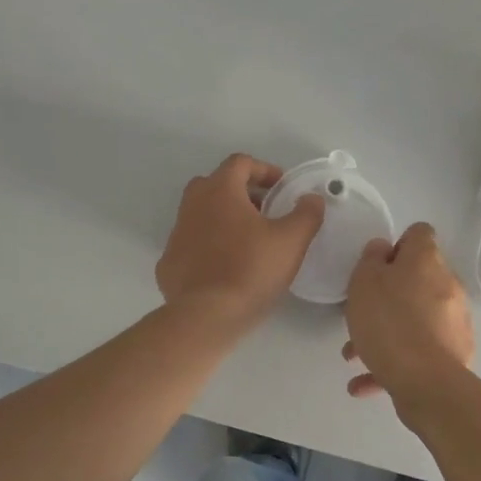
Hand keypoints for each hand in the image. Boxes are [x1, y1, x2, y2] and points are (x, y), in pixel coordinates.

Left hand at [156, 154, 324, 334]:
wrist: (206, 317)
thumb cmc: (251, 269)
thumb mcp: (292, 240)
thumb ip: (306, 213)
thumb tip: (312, 198)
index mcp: (220, 190)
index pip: (240, 163)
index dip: (264, 170)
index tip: (282, 189)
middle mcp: (192, 204)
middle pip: (216, 184)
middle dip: (242, 193)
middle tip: (265, 213)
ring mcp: (176, 234)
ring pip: (201, 214)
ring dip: (224, 219)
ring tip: (248, 242)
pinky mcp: (168, 263)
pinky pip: (191, 244)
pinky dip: (208, 247)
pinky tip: (225, 268)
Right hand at [342, 222, 474, 409]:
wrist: (426, 381)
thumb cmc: (389, 320)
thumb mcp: (364, 280)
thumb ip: (371, 258)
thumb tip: (383, 249)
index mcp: (426, 260)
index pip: (419, 234)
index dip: (397, 244)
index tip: (377, 265)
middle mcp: (447, 284)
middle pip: (417, 279)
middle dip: (388, 296)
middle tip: (361, 313)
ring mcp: (454, 321)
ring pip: (415, 318)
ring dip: (387, 332)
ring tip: (354, 356)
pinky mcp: (455, 355)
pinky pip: (420, 350)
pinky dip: (394, 362)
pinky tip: (365, 384)